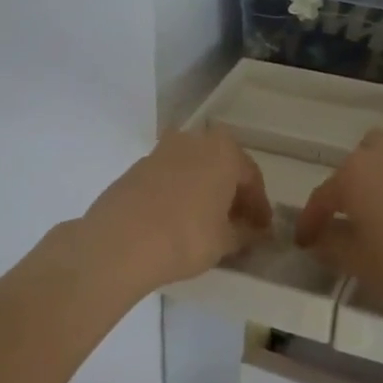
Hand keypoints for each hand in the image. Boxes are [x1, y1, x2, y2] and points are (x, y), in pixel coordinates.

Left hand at [81, 130, 272, 293]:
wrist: (120, 241)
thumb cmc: (186, 237)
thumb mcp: (225, 241)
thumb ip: (244, 233)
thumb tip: (253, 232)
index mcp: (223, 151)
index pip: (251, 177)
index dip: (259, 205)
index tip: (262, 228)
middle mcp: (193, 141)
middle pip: (221, 166)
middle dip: (231, 192)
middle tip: (236, 221)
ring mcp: (160, 151)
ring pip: (193, 169)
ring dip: (203, 189)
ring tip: (206, 221)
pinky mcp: (136, 168)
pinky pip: (169, 178)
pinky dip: (179, 193)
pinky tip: (177, 219)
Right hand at [295, 128, 382, 320]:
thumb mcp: (356, 261)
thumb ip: (330, 245)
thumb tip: (319, 239)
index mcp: (351, 175)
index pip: (321, 198)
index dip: (309, 222)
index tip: (303, 243)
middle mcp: (381, 156)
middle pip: (353, 164)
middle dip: (344, 187)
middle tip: (345, 219)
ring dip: (377, 162)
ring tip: (379, 192)